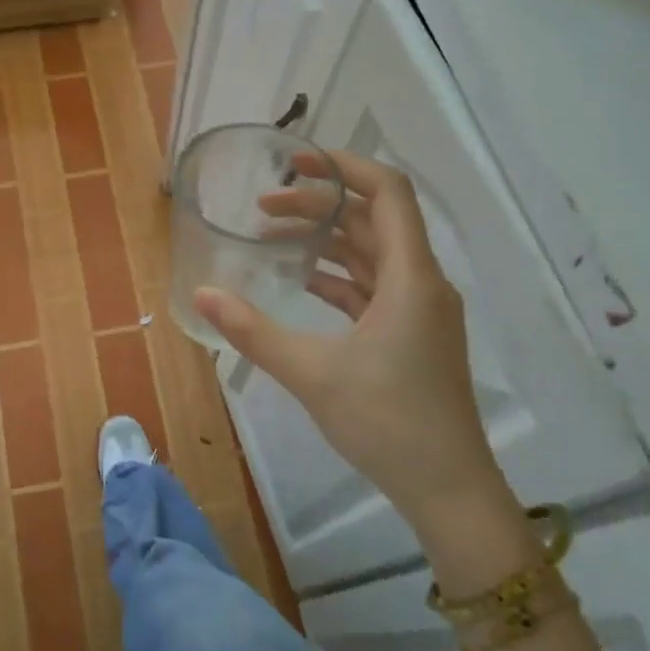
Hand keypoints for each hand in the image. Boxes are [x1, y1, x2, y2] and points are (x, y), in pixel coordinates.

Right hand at [194, 150, 505, 525]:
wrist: (447, 487)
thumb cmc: (387, 423)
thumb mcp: (311, 373)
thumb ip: (253, 330)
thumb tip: (202, 293)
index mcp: (411, 278)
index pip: (387, 192)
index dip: (343, 167)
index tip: (295, 163)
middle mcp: (422, 283)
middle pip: (373, 219)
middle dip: (319, 205)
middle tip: (263, 207)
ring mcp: (420, 310)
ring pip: (372, 253)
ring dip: (326, 240)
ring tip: (272, 238)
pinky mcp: (412, 334)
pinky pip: (373, 286)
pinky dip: (338, 275)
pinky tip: (300, 281)